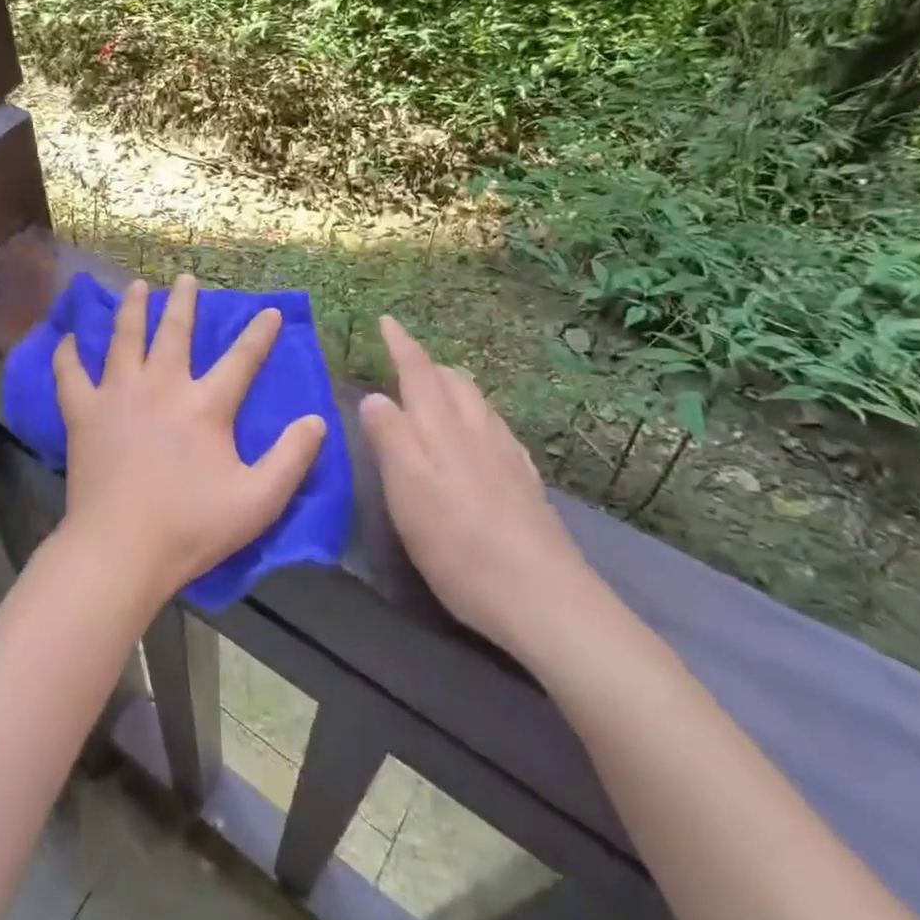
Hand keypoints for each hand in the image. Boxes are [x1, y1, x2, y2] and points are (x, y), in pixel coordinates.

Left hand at [53, 274, 326, 609]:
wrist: (120, 549)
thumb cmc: (191, 527)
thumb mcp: (258, 500)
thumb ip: (292, 458)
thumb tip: (316, 420)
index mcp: (205, 405)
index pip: (241, 359)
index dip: (259, 333)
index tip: (269, 312)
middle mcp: (161, 386)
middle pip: (174, 332)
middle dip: (184, 302)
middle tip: (186, 279)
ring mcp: (117, 396)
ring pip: (124, 338)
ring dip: (132, 309)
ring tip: (136, 287)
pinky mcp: (83, 414)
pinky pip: (70, 373)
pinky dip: (67, 354)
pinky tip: (67, 338)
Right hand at [359, 317, 600, 658]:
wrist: (544, 599)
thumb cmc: (459, 543)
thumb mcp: (407, 490)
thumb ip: (389, 437)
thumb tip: (375, 396)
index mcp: (443, 429)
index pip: (420, 372)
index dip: (401, 344)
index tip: (387, 320)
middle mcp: (478, 432)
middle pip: (454, 382)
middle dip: (427, 364)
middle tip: (403, 360)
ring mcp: (508, 457)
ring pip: (479, 404)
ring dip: (454, 387)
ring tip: (436, 391)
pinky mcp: (525, 485)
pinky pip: (498, 430)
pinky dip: (478, 417)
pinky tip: (479, 438)